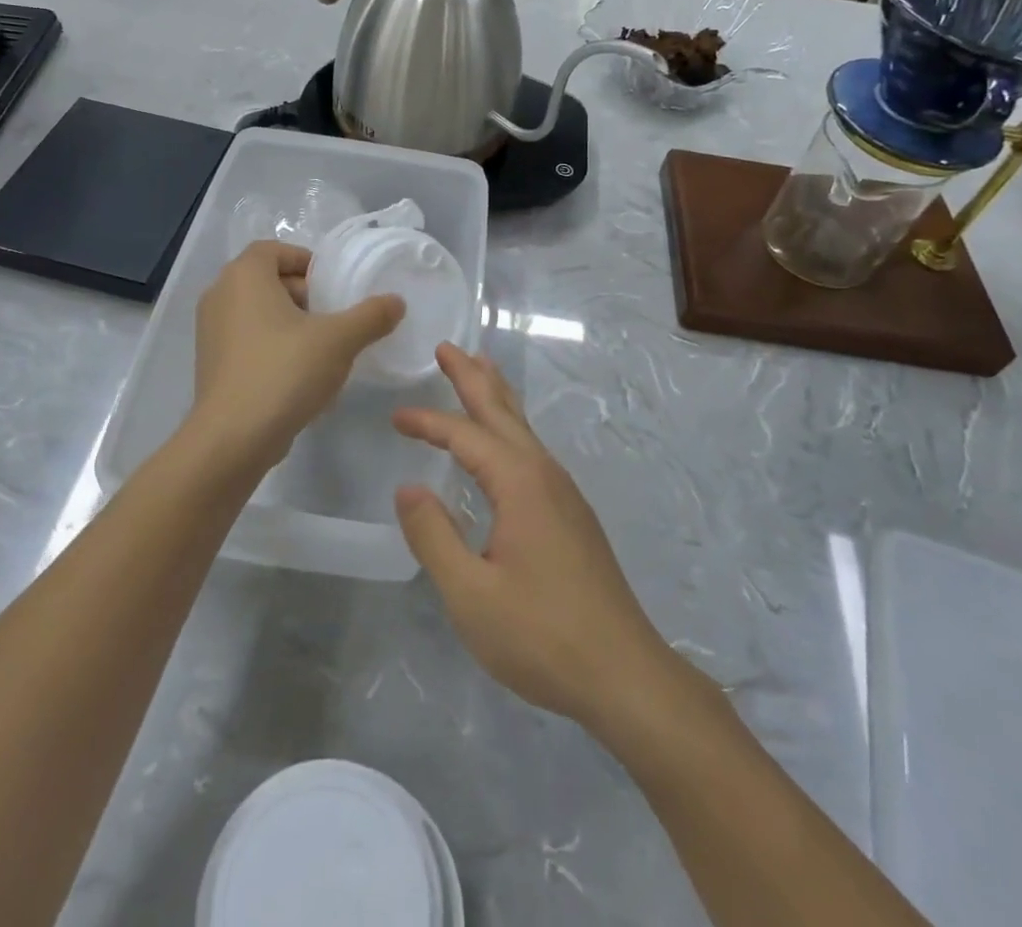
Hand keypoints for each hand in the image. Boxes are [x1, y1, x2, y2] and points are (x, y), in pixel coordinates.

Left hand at [190, 241, 403, 471]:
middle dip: (303, 295)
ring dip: (290, 323)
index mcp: (244, 276)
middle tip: (333, 317)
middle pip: (267, 280)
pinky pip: (247, 340)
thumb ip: (371, 316)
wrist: (233, 438)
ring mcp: (210, 331)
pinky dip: (273, 347)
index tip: (333, 286)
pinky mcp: (211, 363)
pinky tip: (299, 376)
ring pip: (257, 312)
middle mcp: (220, 295)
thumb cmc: (284, 371)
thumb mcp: (339, 340)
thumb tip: (396, 302)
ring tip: (322, 349)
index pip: (274, 249)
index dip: (306, 262)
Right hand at [392, 344, 675, 735]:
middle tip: (448, 347)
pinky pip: (532, 451)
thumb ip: (434, 536)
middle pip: (502, 412)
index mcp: (519, 483)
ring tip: (479, 371)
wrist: (625, 674)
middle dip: (473, 377)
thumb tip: (407, 488)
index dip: (428, 423)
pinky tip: (505, 445)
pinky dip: (509, 429)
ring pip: (523, 429)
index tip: (395, 417)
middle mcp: (544, 474)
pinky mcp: (572, 515)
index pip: (465, 436)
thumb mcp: (471, 594)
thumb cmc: (542, 635)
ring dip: (496, 397)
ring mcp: (564, 493)